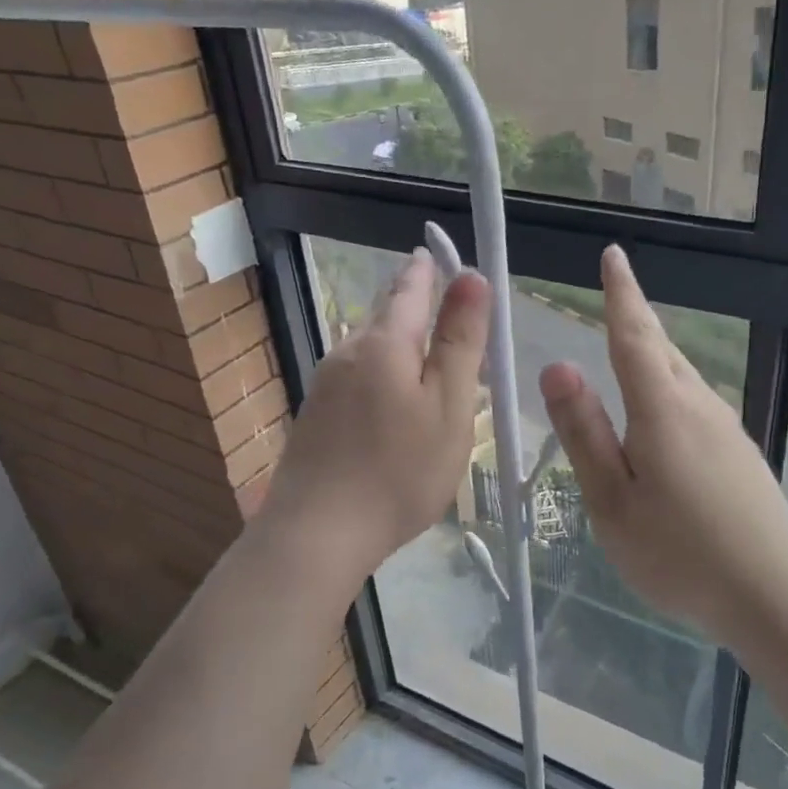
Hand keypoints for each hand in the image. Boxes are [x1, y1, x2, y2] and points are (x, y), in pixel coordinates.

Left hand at [261, 248, 490, 577]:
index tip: (439, 253)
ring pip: (370, 348)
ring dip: (399, 343)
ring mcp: (325, 384)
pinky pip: (357, 376)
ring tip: (428, 358)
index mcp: (384, 343)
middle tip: (445, 306)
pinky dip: (382, 373)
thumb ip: (460, 341)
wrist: (317, 535)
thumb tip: (472, 276)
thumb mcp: (448, 405)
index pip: (410, 287)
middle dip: (414, 304)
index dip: (430, 269)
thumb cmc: (399, 471)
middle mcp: (347, 352)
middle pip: (386, 315)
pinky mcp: (315, 415)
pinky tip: (392, 402)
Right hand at [540, 246, 787, 649]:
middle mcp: (700, 406)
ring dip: (654, 355)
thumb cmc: (679, 553)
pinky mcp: (741, 455)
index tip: (613, 255)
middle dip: (637, 319)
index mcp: (662, 409)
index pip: (634, 335)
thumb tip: (558, 366)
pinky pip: (696, 405)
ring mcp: (727, 430)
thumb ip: (584, 432)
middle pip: (663, 350)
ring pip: (682, 377)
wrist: (775, 596)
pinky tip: (662, 419)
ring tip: (631, 348)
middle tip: (616, 295)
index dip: (620, 293)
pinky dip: (670, 391)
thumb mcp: (611, 500)